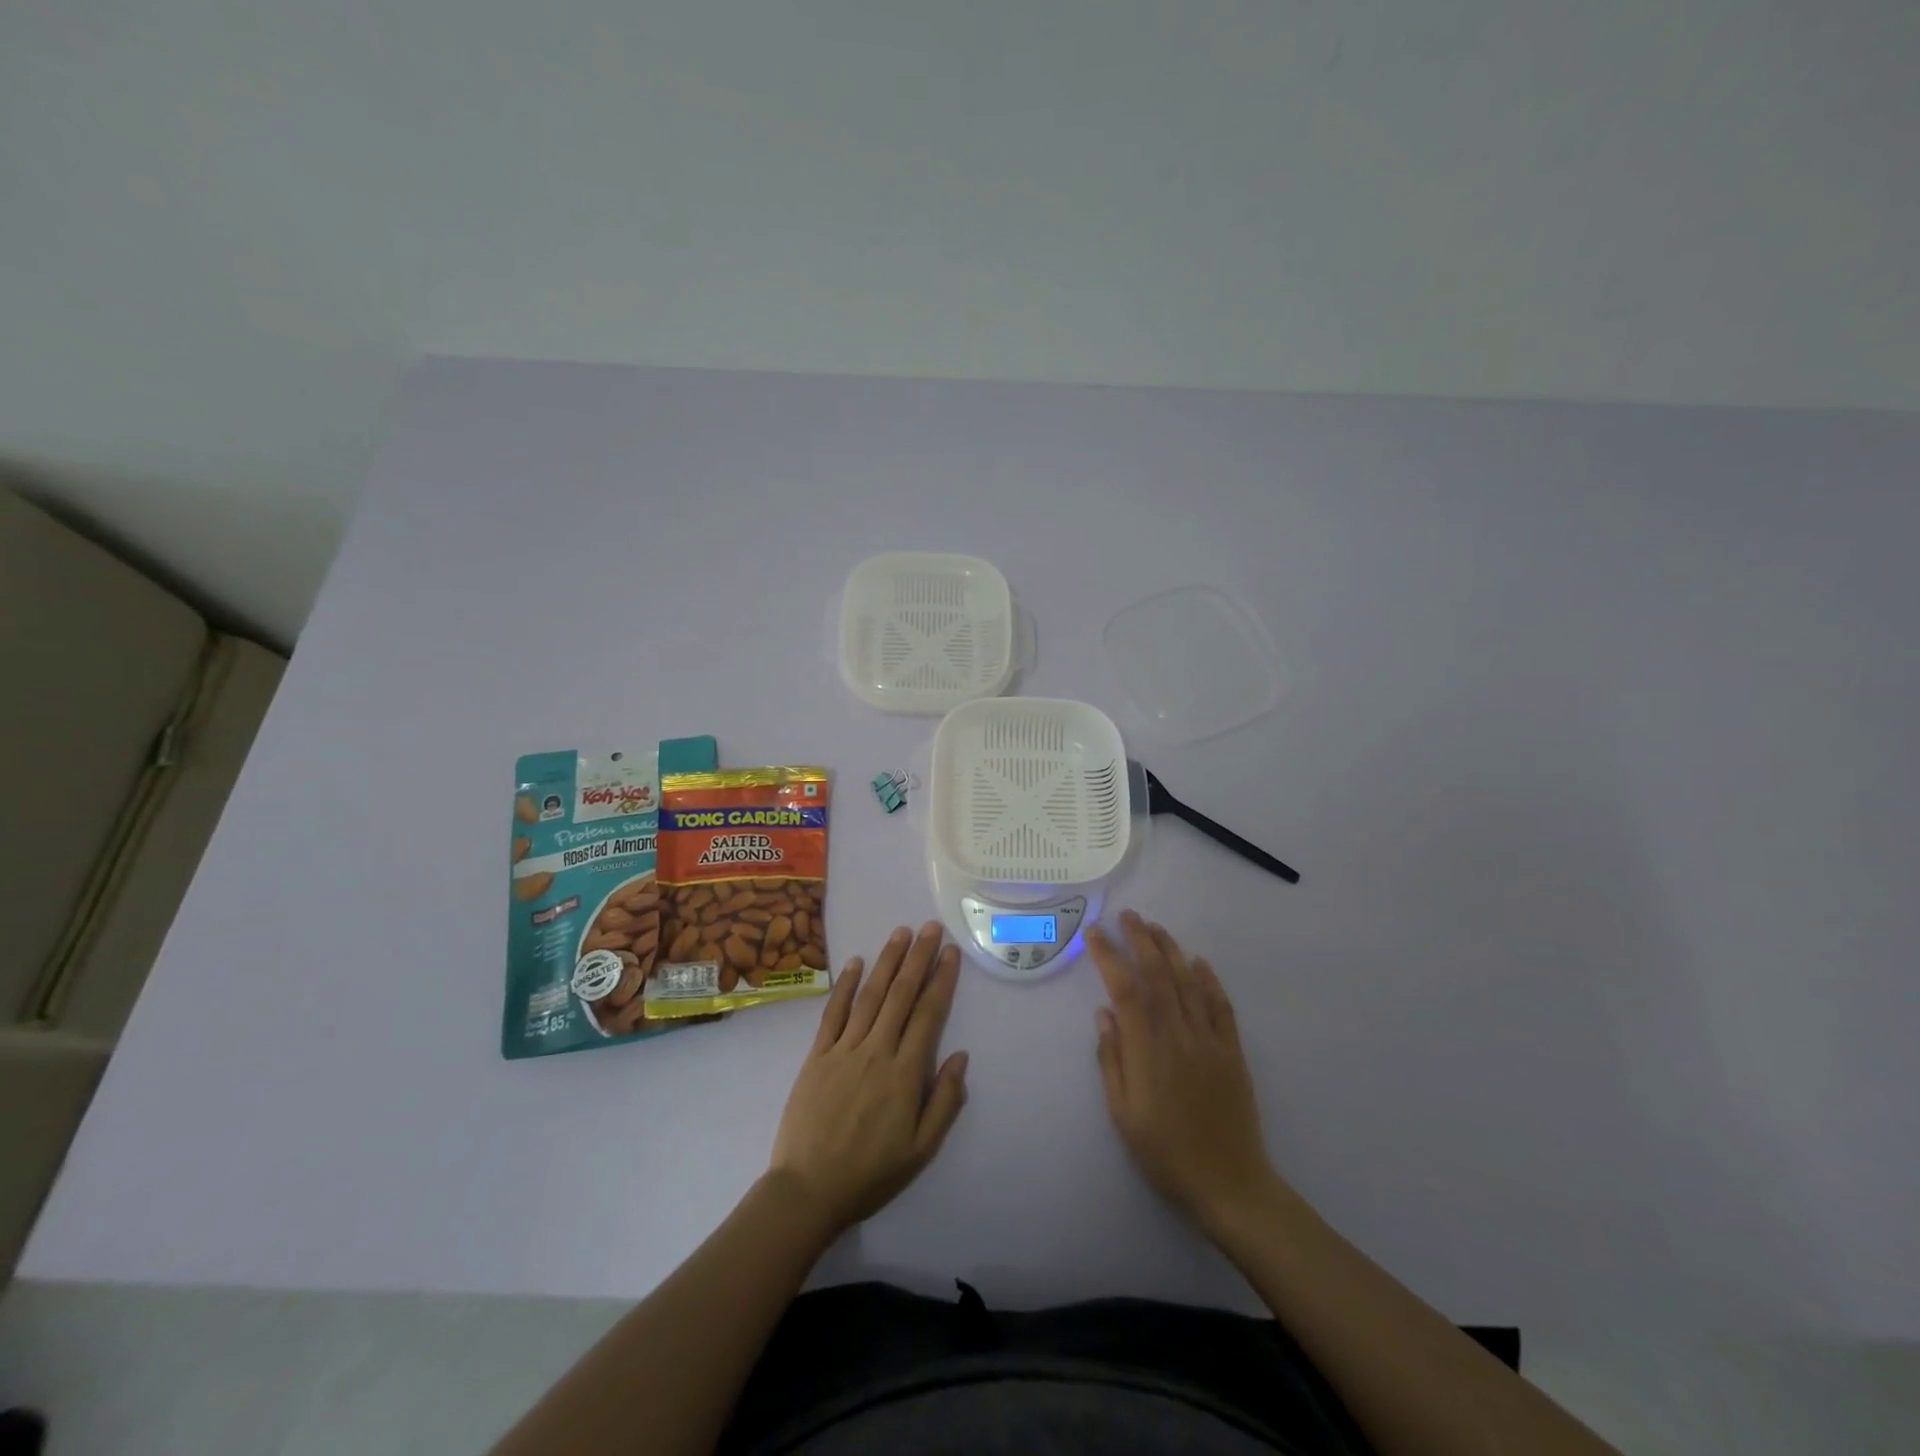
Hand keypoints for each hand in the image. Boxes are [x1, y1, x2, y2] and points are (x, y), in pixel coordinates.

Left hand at [769, 922, 968, 1236]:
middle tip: (931, 928)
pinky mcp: (817, 1055)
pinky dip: (846, 985)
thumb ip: (945, 1102)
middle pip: (901, 995)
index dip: (941, 981)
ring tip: (902, 933)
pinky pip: (834, 1013)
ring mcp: (844, 1049)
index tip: (951, 953)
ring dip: (887, 961)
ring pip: (870, 996)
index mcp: (905, 1074)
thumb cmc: (870, 1174)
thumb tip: (961, 1056)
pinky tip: (856, 963)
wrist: (807, 1191)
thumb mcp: (921, 1150)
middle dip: (918, 958)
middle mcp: (876, 1051)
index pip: (928, 1015)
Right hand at [1090, 910, 1277, 1229]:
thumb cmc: (1165, 1152)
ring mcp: (1209, 1040)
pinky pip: (1221, 1006)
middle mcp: (1179, 1034)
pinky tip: (1199, 962)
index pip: (1125, 989)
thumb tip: (1104, 1014)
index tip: (1094, 934)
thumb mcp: (1123, 1114)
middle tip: (1127, 916)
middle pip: (1158, 975)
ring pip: (1189, 982)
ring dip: (1171, 950)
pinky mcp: (1233, 1052)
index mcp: (1148, 1049)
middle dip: (1141, 940)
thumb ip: (1112, 1060)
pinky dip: (1210, 980)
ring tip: (1155, 927)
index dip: (1109, 956)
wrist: (1229, 1183)